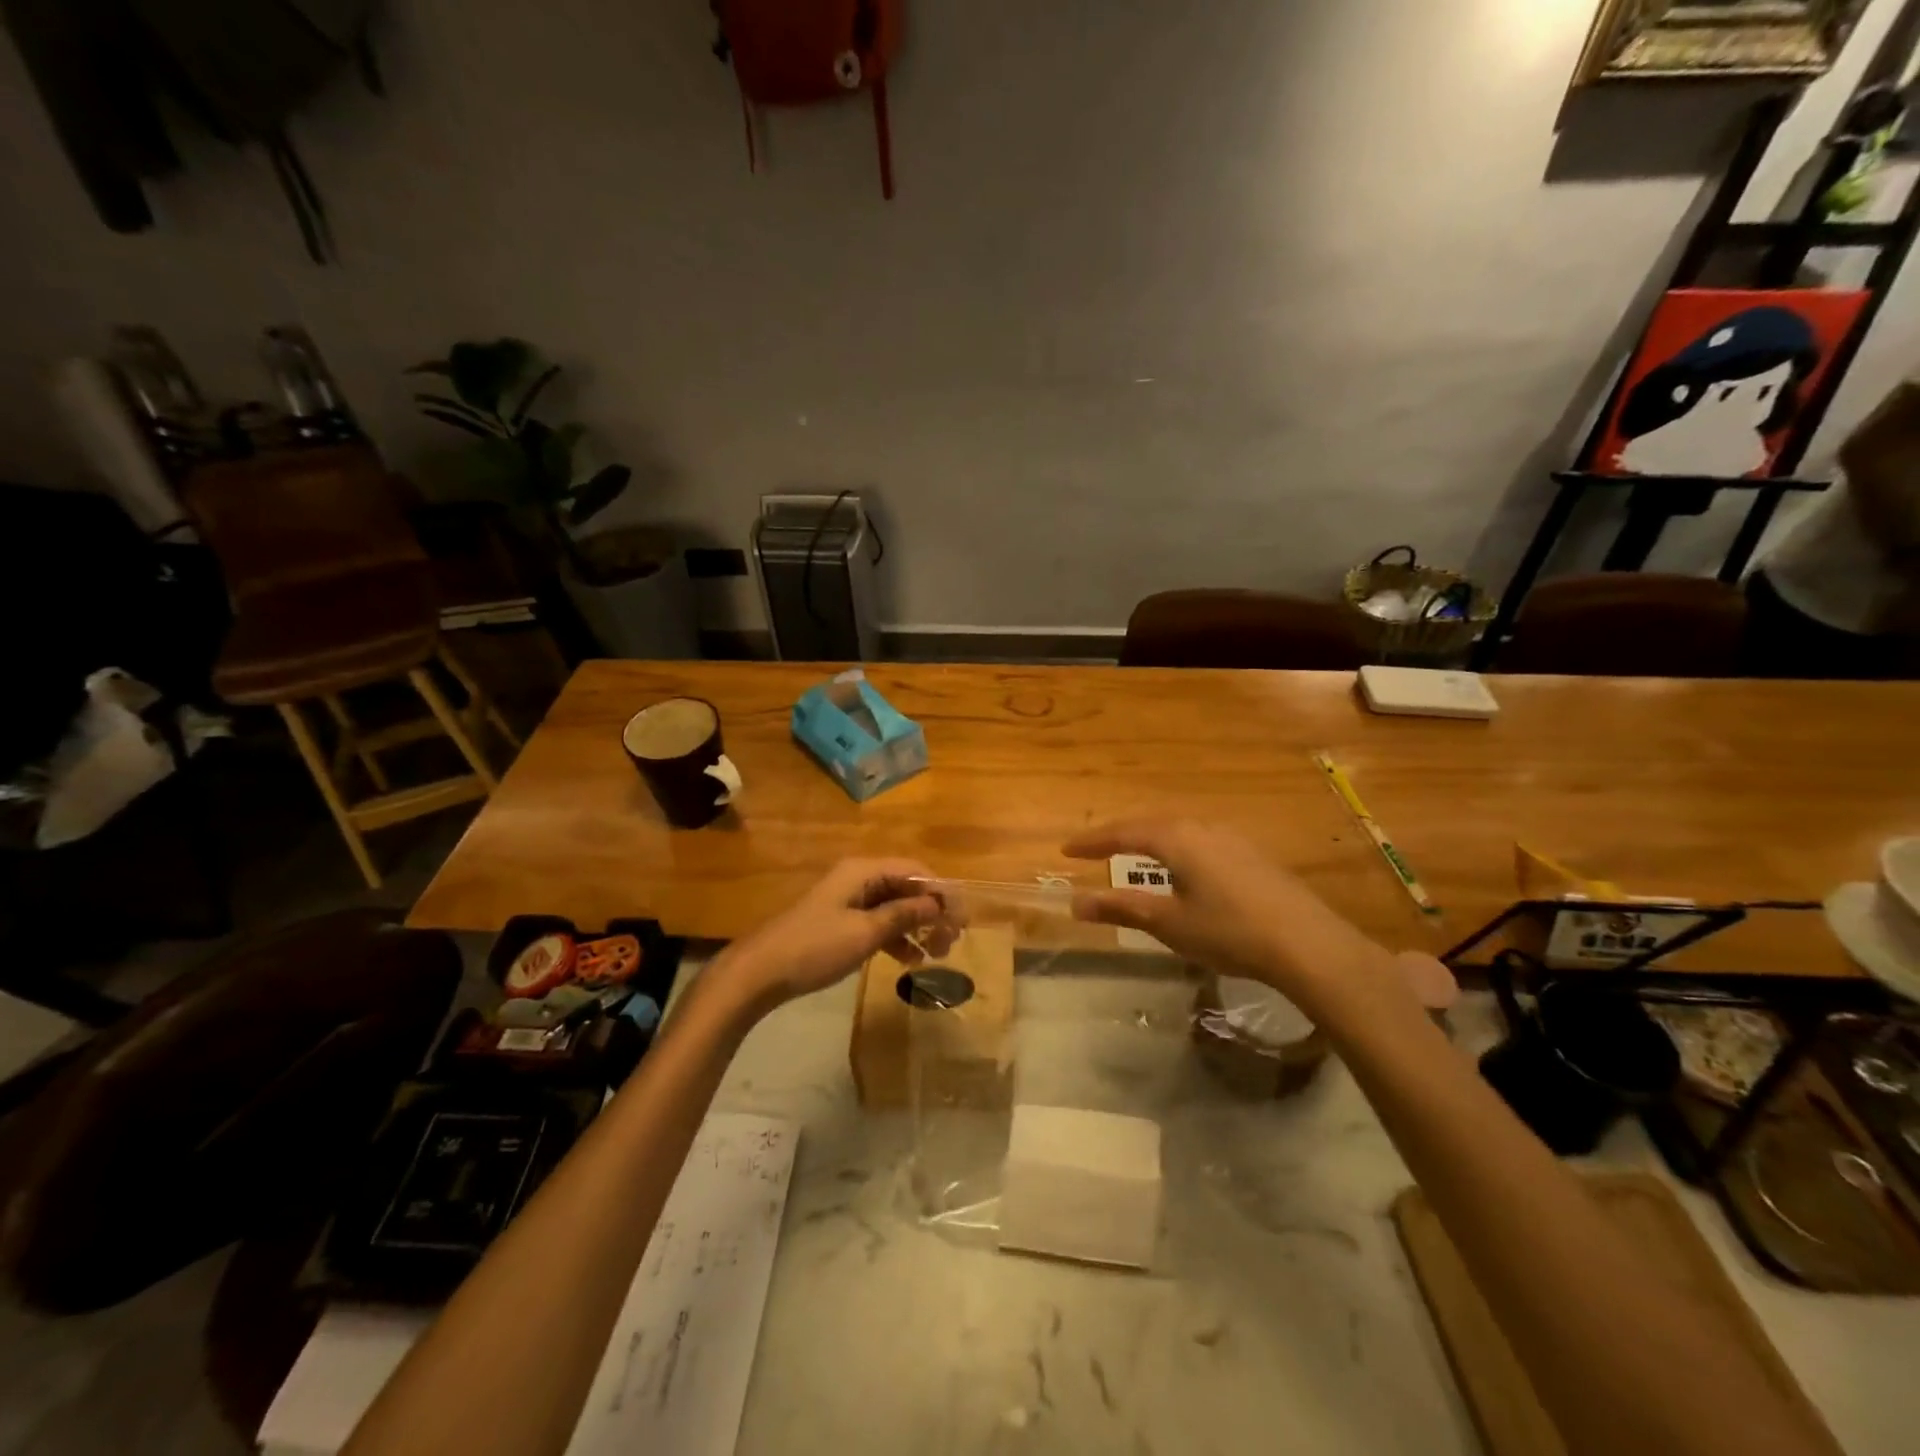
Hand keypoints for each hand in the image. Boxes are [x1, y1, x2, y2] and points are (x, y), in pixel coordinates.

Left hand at [716, 858, 961, 1009]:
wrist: (760, 973)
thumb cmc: (815, 948)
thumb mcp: (865, 933)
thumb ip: (904, 916)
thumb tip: (938, 904)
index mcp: (863, 871)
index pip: (915, 871)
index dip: (941, 892)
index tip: (961, 920)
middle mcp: (858, 879)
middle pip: (906, 888)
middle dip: (931, 911)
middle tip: (951, 941)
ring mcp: (847, 901)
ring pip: (894, 907)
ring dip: (917, 927)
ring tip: (936, 955)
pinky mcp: (840, 922)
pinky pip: (878, 922)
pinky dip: (896, 937)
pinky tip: (910, 960)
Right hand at [1063, 819, 1404, 1019]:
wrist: (1309, 944)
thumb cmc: (1229, 931)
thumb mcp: (1169, 923)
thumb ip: (1122, 908)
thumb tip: (1076, 902)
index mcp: (1177, 838)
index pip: (1124, 832)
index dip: (1093, 842)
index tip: (1066, 850)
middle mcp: (1203, 827)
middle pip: (1151, 825)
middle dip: (1121, 836)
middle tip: (1096, 850)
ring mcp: (1232, 838)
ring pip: (1180, 831)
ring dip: (1152, 842)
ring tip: (1135, 857)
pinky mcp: (1253, 855)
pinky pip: (1202, 842)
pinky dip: (1179, 851)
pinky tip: (1185, 872)